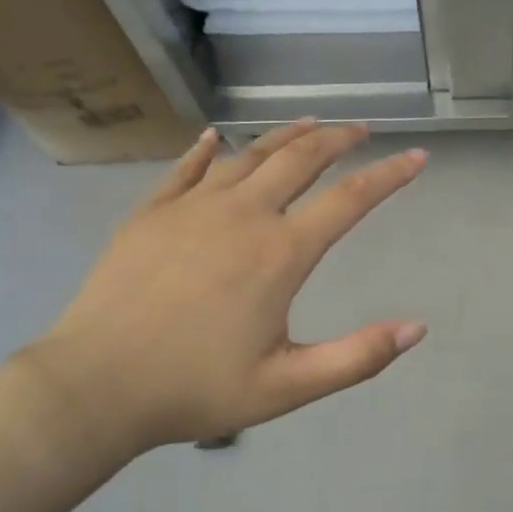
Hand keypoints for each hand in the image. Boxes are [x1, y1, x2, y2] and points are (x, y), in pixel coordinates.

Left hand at [19, 120, 427, 464]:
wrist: (95, 385)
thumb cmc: (195, 388)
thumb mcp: (287, 387)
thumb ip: (356, 358)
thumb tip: (416, 327)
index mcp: (280, 253)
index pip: (350, 200)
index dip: (390, 175)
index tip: (417, 156)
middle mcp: (243, 215)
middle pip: (301, 159)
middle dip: (337, 139)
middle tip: (361, 129)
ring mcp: (193, 207)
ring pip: (250, 155)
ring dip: (285, 135)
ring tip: (309, 123)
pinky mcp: (152, 212)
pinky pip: (187, 168)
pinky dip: (208, 149)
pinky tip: (217, 136)